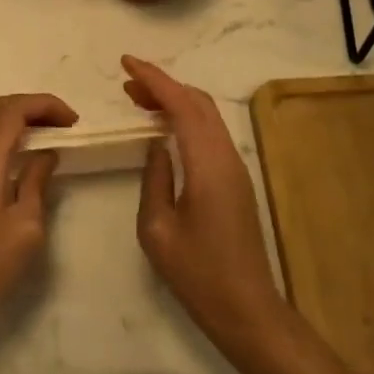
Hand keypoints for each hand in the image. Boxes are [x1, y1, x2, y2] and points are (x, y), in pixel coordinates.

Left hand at [0, 94, 77, 331]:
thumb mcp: (26, 224)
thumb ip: (36, 180)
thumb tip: (47, 153)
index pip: (12, 109)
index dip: (45, 105)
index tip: (74, 122)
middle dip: (34, 107)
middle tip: (66, 125)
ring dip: (23, 120)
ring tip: (56, 136)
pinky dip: (13, 136)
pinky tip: (32, 156)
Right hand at [122, 56, 286, 351]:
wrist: (247, 310)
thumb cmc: (198, 274)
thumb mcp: (157, 229)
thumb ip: (154, 178)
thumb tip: (156, 146)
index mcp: (208, 164)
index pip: (181, 104)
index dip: (153, 78)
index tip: (125, 64)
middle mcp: (227, 156)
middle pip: (198, 102)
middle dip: (163, 85)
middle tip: (127, 85)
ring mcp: (235, 167)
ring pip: (206, 116)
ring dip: (175, 101)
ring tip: (139, 101)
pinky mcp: (236, 180)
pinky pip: (209, 134)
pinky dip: (185, 120)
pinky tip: (163, 130)